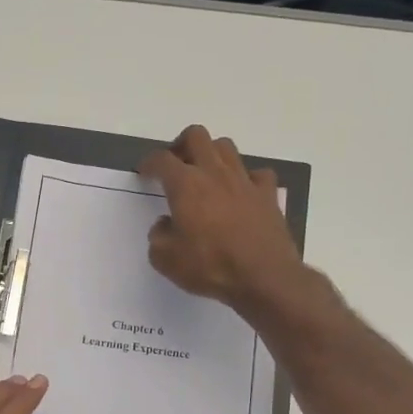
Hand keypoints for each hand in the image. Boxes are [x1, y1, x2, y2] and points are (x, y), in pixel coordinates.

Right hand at [140, 125, 303, 310]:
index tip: (144, 172)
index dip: (149, 162)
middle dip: (181, 145)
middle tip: (175, 164)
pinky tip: (241, 192)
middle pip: (196, 136)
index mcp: (186, 185)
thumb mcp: (166, 259)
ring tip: (206, 174)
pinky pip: (257, 173)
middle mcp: (214, 173)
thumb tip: (165, 224)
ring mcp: (244, 181)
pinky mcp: (268, 195)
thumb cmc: (209, 267)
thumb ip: (158, 236)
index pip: (162, 160)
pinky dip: (246, 178)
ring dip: (212, 154)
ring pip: (226, 147)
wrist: (263, 277)